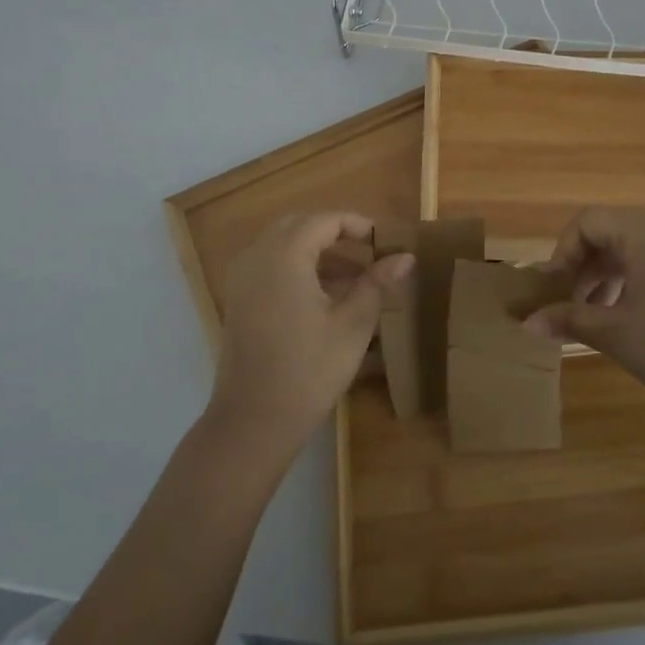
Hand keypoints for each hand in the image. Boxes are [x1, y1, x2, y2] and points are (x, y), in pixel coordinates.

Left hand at [208, 212, 412, 459]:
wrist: (252, 423)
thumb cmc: (308, 371)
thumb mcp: (352, 326)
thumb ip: (377, 284)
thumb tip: (406, 257)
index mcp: (284, 256)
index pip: (324, 221)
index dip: (356, 225)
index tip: (383, 241)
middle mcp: (257, 256)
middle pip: (299, 225)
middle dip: (334, 233)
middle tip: (367, 253)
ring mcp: (242, 278)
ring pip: (282, 244)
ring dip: (315, 250)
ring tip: (353, 276)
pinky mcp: (238, 300)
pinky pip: (269, 264)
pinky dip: (296, 266)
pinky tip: (323, 295)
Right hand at [528, 208, 644, 421]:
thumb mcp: (613, 333)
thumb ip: (567, 319)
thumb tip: (526, 322)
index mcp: (644, 231)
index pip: (587, 222)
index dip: (561, 252)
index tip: (552, 289)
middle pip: (608, 233)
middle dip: (581, 266)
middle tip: (566, 304)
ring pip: (631, 250)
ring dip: (603, 276)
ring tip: (591, 316)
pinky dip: (630, 282)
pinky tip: (623, 318)